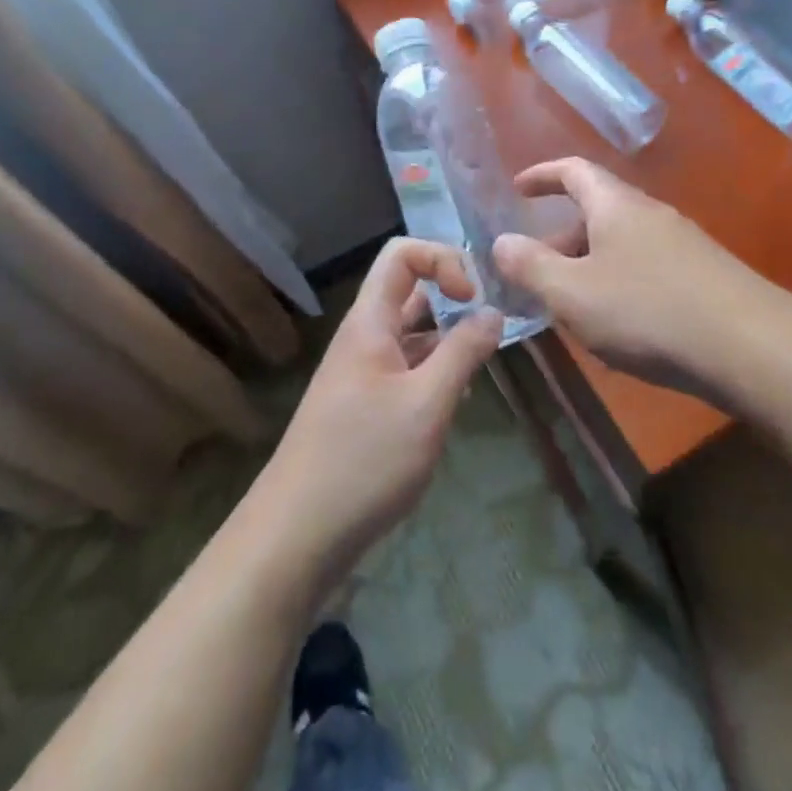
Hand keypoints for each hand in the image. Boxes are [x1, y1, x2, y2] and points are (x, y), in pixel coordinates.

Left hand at [258, 238, 500, 591]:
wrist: (296, 535)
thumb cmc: (364, 460)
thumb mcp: (427, 404)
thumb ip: (464, 352)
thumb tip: (493, 312)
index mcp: (370, 322)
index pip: (403, 255)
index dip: (443, 260)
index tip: (474, 299)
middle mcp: (364, 338)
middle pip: (410, 292)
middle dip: (454, 299)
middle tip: (495, 326)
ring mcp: (363, 373)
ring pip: (413, 334)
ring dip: (449, 340)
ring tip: (483, 367)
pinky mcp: (365, 407)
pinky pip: (407, 370)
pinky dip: (436, 373)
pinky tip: (457, 403)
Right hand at [492, 158, 774, 405]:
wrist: (751, 346)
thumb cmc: (648, 311)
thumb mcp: (573, 293)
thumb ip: (531, 266)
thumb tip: (501, 242)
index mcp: (616, 205)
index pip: (573, 170)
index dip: (542, 175)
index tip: (517, 189)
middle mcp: (651, 214)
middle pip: (597, 210)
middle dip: (560, 235)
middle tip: (534, 268)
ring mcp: (682, 244)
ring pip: (621, 243)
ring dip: (588, 263)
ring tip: (569, 303)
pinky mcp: (703, 276)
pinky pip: (645, 267)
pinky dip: (617, 282)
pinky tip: (616, 324)